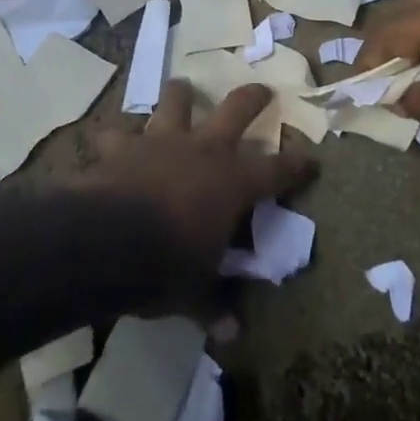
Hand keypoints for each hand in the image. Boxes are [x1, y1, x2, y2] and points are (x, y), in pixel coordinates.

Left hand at [81, 80, 316, 304]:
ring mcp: (161, 141)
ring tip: (182, 86)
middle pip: (236, 109)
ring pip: (176, 102)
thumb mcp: (194, 292)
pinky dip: (115, 135)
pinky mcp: (122, 146)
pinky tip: (110, 138)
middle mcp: (203, 150)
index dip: (297, 165)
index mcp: (233, 182)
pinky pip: (116, 132)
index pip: (277, 170)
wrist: (107, 241)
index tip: (312, 161)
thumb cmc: (165, 266)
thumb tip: (231, 334)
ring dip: (180, 94)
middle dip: (252, 97)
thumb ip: (212, 306)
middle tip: (261, 89)